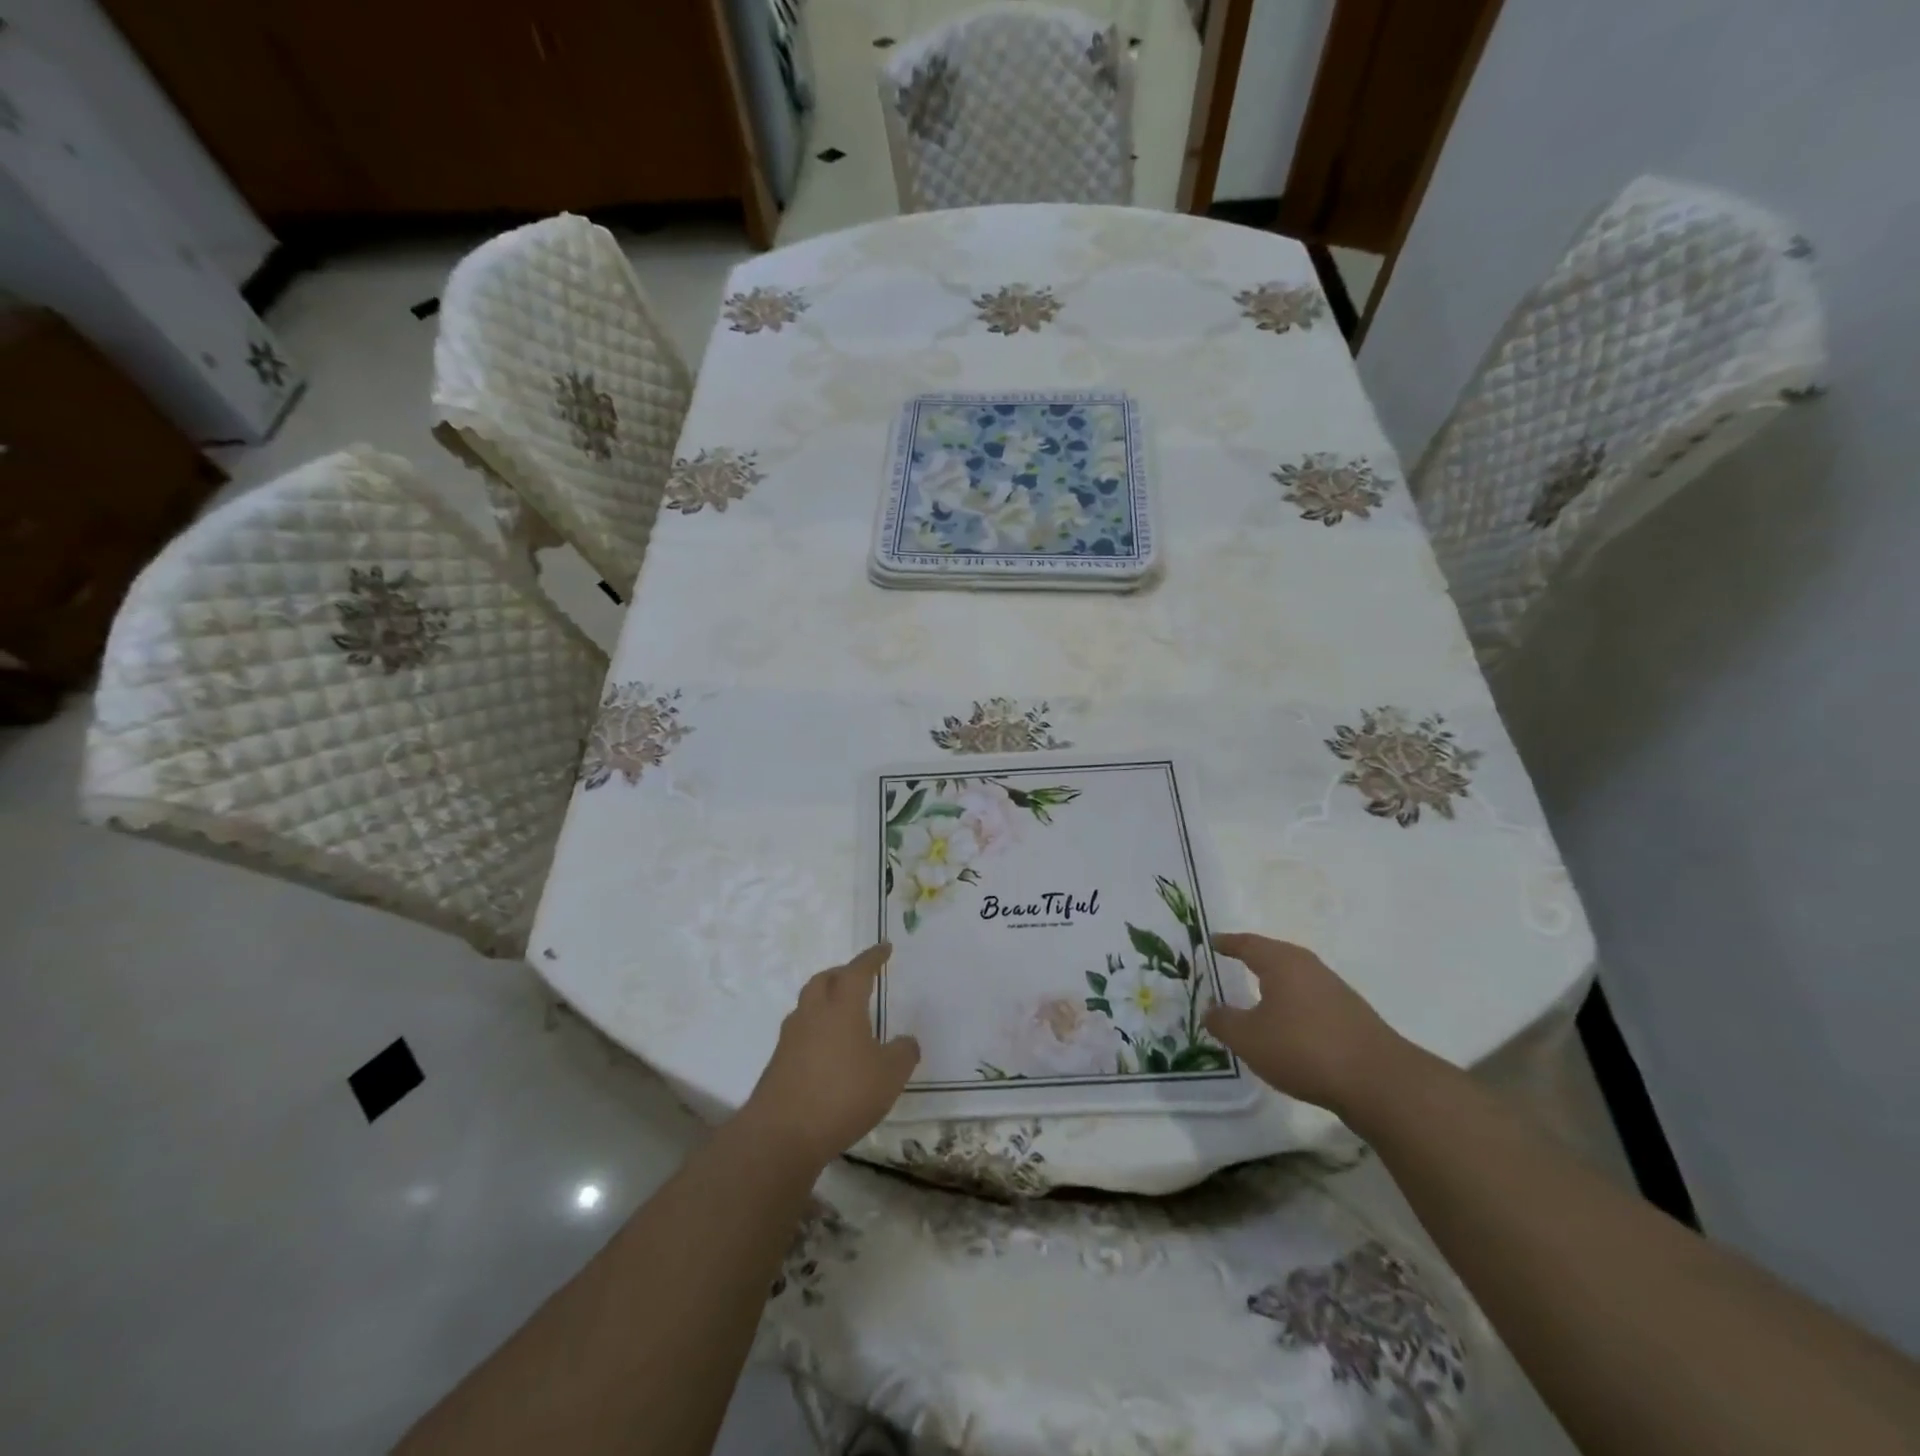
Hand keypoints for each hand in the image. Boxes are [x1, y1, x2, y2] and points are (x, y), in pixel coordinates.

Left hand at [740, 944, 919, 1167]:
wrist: (781, 1134)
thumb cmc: (842, 1095)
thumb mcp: (889, 1076)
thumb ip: (903, 1054)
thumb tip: (906, 1041)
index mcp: (842, 1006)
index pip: (858, 970)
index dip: (872, 957)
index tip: (884, 948)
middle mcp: (813, 1013)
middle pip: (825, 980)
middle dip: (842, 974)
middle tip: (859, 978)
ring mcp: (791, 1038)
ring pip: (808, 1004)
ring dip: (825, 1000)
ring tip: (843, 1014)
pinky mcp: (778, 1063)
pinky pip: (800, 1032)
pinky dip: (816, 1030)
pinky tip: (828, 1051)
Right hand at [1204, 933, 1410, 1115]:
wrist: (1378, 1082)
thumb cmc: (1303, 1049)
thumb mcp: (1249, 1039)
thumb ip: (1224, 1022)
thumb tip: (1210, 1009)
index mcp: (1282, 962)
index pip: (1248, 944)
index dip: (1228, 943)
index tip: (1212, 940)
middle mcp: (1309, 967)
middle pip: (1274, 955)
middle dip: (1253, 957)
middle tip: (1232, 959)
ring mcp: (1334, 990)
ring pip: (1295, 977)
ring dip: (1275, 982)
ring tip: (1257, 992)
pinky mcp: (1351, 1015)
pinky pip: (1311, 997)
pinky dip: (1293, 1002)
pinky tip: (1288, 1022)